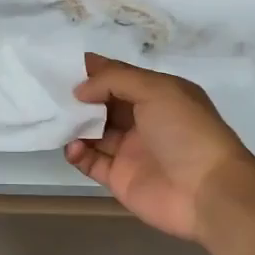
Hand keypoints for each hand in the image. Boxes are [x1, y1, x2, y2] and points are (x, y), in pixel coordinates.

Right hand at [65, 54, 254, 242]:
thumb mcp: (157, 90)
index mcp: (158, 94)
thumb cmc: (186, 132)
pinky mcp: (119, 177)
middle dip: (77, 96)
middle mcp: (143, 119)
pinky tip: (73, 146)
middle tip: (47, 89)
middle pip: (102, 103)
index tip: (59, 63)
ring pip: (93, 131)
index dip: (92, 69)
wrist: (207, 191)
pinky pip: (90, 161)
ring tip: (54, 117)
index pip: (119, 76)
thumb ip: (114, 81)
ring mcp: (130, 150)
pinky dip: (77, 153)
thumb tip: (80, 90)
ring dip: (74, 124)